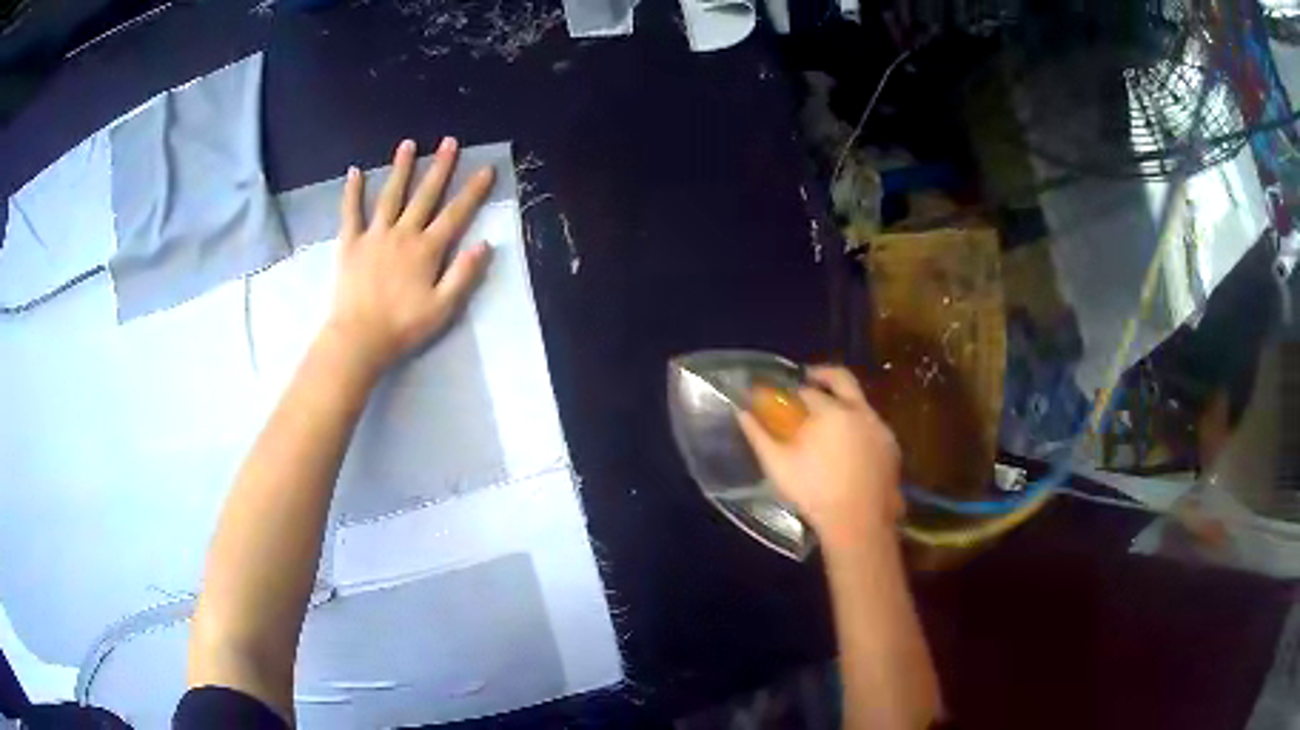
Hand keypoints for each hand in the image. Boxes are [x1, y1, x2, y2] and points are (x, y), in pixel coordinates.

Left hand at [326, 137, 494, 372]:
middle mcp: (403, 233)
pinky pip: (351, 212)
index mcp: (427, 249)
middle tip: (449, 142)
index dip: (473, 191)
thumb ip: (464, 274)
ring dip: (400, 169)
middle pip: (425, 195)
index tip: (486, 168)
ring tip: (408, 144)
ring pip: (390, 195)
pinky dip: (352, 192)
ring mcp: (374, 235)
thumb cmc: (403, 327)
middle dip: (439, 167)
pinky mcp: (350, 243)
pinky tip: (354, 172)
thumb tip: (485, 244)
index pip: (455, 214)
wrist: (359, 338)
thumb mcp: (443, 308)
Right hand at [738, 365, 903, 549]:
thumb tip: (742, 412)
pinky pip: (872, 424)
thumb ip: (758, 435)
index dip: (794, 391)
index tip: (785, 396)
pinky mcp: (891, 445)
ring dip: (843, 402)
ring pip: (860, 402)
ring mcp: (879, 426)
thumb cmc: (814, 492)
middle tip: (810, 378)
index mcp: (830, 411)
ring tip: (829, 419)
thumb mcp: (778, 465)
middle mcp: (858, 410)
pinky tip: (849, 444)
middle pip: (842, 378)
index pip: (808, 391)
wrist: (858, 521)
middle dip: (824, 374)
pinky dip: (858, 424)